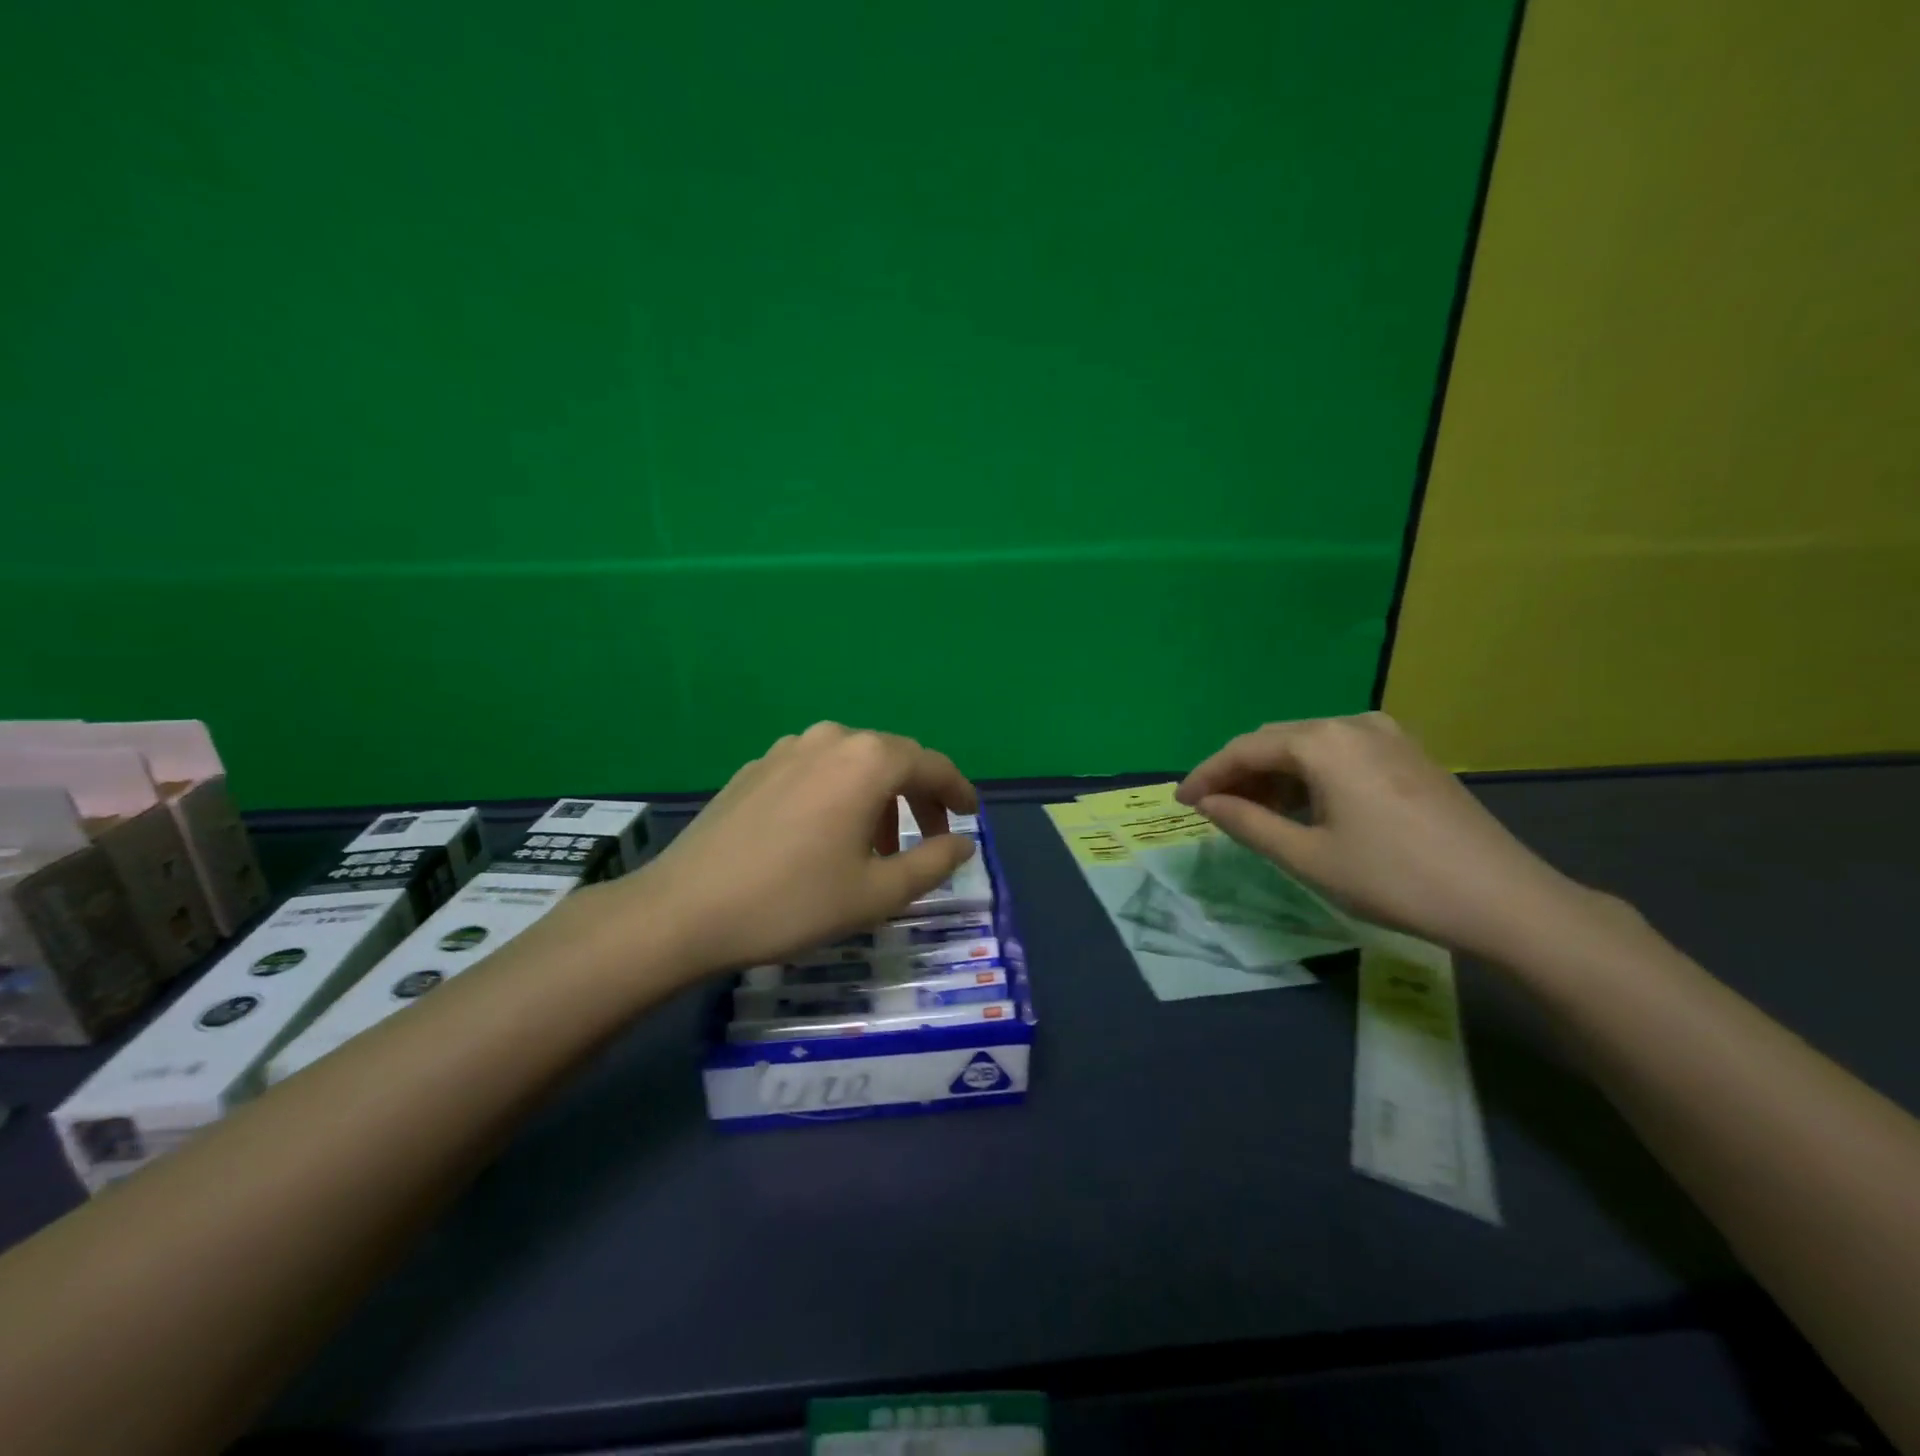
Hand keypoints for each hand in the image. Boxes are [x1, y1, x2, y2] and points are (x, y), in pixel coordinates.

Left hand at [610, 722, 978, 976]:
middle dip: (918, 796)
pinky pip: (816, 770)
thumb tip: (964, 842)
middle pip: (893, 758)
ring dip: (878, 797)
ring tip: (876, 847)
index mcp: (868, 761)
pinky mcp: (757, 766)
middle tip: (929, 838)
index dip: (958, 791)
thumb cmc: (793, 901)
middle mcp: (831, 739)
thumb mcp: (877, 893)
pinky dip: (839, 794)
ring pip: (853, 763)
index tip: (971, 817)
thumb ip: (933, 863)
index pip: (932, 765)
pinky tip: (826, 834)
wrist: (684, 909)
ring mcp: (788, 748)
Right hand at [1176, 713, 1600, 961]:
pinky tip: (1305, 807)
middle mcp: (1351, 724)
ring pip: (1308, 746)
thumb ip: (1247, 823)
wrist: (1504, 900)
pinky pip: (1340, 754)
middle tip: (1214, 811)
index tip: (1181, 802)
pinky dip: (1309, 776)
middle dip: (1239, 774)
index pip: (1244, 749)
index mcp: (1322, 741)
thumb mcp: (1307, 857)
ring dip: (1274, 776)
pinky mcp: (1409, 754)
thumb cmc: (1393, 878)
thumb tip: (1208, 803)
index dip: (1207, 775)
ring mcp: (1387, 735)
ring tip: (1255, 815)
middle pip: (1275, 741)